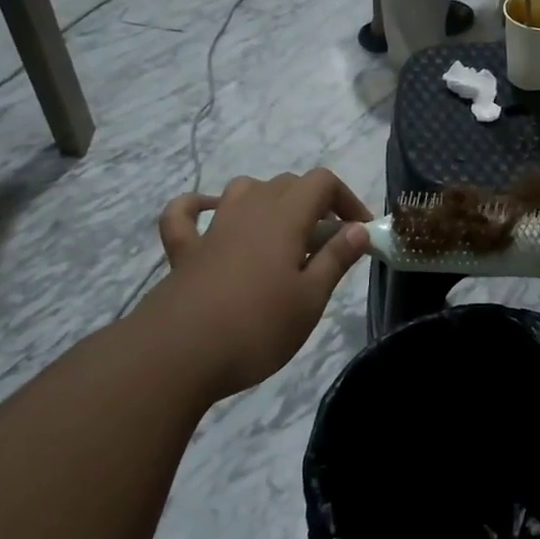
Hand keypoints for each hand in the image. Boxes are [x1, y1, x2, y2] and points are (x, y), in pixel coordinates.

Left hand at [145, 169, 371, 397]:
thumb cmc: (257, 327)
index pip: (321, 183)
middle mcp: (248, 212)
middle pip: (287, 184)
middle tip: (329, 245)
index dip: (347, 199)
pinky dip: (200, 207)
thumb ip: (335, 259)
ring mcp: (212, 229)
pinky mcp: (184, 252)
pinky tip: (211, 214)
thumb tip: (358, 229)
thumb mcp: (310, 299)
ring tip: (284, 232)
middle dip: (315, 204)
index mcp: (284, 219)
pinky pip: (186, 215)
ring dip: (269, 200)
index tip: (360, 233)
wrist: (179, 355)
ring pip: (244, 190)